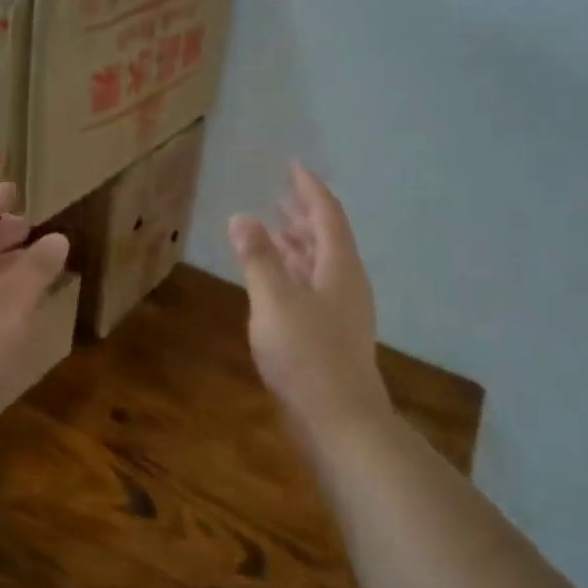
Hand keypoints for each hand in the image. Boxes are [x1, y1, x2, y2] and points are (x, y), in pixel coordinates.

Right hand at [229, 163, 391, 446]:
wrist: (339, 421)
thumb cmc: (307, 356)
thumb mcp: (275, 301)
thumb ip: (258, 258)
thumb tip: (242, 217)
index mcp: (340, 268)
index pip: (327, 215)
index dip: (309, 189)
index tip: (293, 166)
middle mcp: (346, 284)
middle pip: (327, 238)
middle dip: (304, 215)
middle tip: (281, 196)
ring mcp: (341, 312)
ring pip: (319, 265)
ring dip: (298, 244)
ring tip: (273, 230)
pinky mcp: (331, 336)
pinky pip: (312, 288)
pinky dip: (293, 273)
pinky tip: (275, 282)